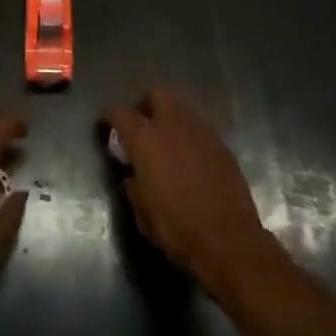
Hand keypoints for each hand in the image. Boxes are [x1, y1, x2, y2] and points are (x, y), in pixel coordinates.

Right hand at [104, 88, 272, 294]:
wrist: (229, 241)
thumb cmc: (177, 229)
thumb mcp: (143, 215)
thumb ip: (134, 187)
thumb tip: (133, 177)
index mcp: (145, 139)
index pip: (120, 112)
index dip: (110, 116)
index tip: (107, 126)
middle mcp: (172, 125)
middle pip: (156, 94)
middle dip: (146, 104)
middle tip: (142, 126)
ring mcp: (201, 131)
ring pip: (181, 107)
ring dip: (171, 118)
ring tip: (168, 142)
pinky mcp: (222, 144)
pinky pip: (200, 127)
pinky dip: (190, 135)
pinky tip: (191, 157)